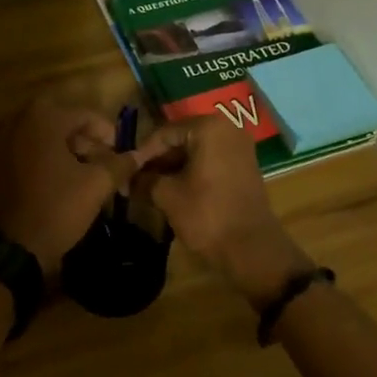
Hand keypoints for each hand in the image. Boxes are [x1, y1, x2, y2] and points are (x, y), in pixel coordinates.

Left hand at [0, 97, 135, 272]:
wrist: (15, 246)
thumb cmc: (59, 207)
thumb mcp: (97, 185)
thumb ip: (120, 164)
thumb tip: (138, 155)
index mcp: (44, 119)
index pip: (86, 115)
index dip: (109, 134)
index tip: (121, 156)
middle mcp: (21, 122)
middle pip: (65, 122)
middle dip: (89, 141)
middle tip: (105, 163)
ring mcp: (6, 142)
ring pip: (47, 136)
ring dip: (70, 149)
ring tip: (88, 174)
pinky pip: (31, 150)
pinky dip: (50, 158)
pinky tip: (64, 181)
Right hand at [132, 117, 312, 308]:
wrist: (252, 249)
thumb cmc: (207, 215)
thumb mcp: (167, 196)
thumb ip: (145, 180)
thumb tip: (128, 178)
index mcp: (209, 127)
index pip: (164, 133)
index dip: (142, 154)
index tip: (124, 172)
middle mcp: (228, 128)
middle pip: (180, 139)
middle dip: (157, 162)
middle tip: (134, 181)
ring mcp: (239, 147)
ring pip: (194, 152)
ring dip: (171, 169)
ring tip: (148, 189)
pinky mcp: (243, 166)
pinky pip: (209, 162)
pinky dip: (190, 173)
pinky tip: (171, 191)